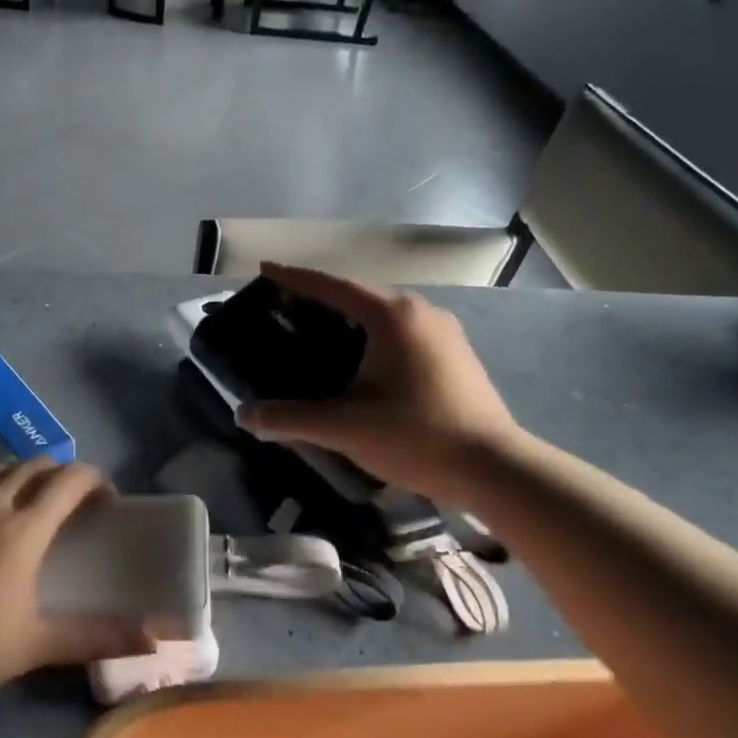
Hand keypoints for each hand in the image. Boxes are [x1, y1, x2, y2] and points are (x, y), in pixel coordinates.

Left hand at [0, 459, 153, 706]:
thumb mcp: (33, 646)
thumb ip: (94, 637)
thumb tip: (152, 637)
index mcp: (22, 529)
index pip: (71, 479)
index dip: (97, 482)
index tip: (108, 506)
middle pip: (37, 465)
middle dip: (64, 476)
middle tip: (74, 508)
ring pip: (0, 470)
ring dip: (26, 477)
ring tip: (32, 509)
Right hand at [236, 262, 528, 501]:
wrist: (493, 467)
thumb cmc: (417, 435)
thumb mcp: (346, 427)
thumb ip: (291, 419)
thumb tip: (245, 416)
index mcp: (392, 315)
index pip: (333, 286)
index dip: (295, 278)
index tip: (266, 270)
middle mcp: (421, 312)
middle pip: (359, 296)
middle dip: (321, 300)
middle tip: (285, 311)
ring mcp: (444, 332)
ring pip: (384, 316)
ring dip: (349, 321)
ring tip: (317, 336)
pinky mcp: (456, 355)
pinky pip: (403, 334)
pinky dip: (374, 338)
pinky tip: (361, 364)